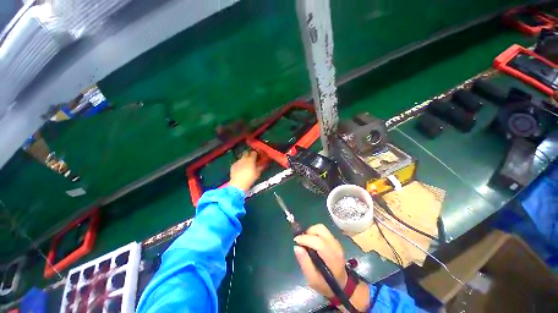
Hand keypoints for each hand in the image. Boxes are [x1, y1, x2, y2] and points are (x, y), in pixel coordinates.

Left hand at [229, 150, 264, 190]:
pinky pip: (237, 162)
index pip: (254, 152)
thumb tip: (263, 164)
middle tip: (251, 160)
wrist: (238, 184)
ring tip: (245, 165)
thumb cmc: (250, 178)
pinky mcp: (233, 165)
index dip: (256, 154)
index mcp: (251, 159)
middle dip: (249, 155)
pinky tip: (240, 169)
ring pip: (241, 157)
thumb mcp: (258, 173)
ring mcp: (237, 161)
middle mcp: (244, 158)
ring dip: (244, 160)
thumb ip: (261, 167)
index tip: (257, 157)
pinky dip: (239, 164)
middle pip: (246, 152)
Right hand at [294, 224, 347, 297]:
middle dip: (308, 232)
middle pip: (320, 229)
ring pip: (321, 227)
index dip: (305, 239)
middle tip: (301, 241)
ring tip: (306, 241)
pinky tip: (312, 242)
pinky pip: (323, 230)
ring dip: (311, 231)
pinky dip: (315, 233)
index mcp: (332, 258)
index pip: (319, 242)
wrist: (342, 284)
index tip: (296, 241)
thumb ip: (305, 263)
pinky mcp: (334, 239)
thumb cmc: (326, 284)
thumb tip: (296, 247)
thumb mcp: (313, 280)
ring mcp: (336, 241)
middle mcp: (335, 246)